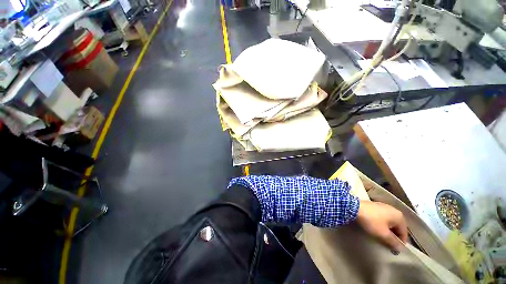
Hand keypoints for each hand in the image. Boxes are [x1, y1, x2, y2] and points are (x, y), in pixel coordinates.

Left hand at [356, 200, 407, 252]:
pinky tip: (377, 228)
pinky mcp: (375, 206)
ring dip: (388, 230)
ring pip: (390, 222)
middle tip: (389, 244)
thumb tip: (400, 248)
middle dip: (394, 235)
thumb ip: (393, 242)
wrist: (354, 207)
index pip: (404, 232)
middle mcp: (393, 210)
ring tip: (383, 237)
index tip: (395, 249)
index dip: (401, 242)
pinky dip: (382, 224)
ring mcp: (384, 207)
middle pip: (397, 226)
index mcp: (399, 216)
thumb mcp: (383, 234)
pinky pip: (383, 218)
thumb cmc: (371, 221)